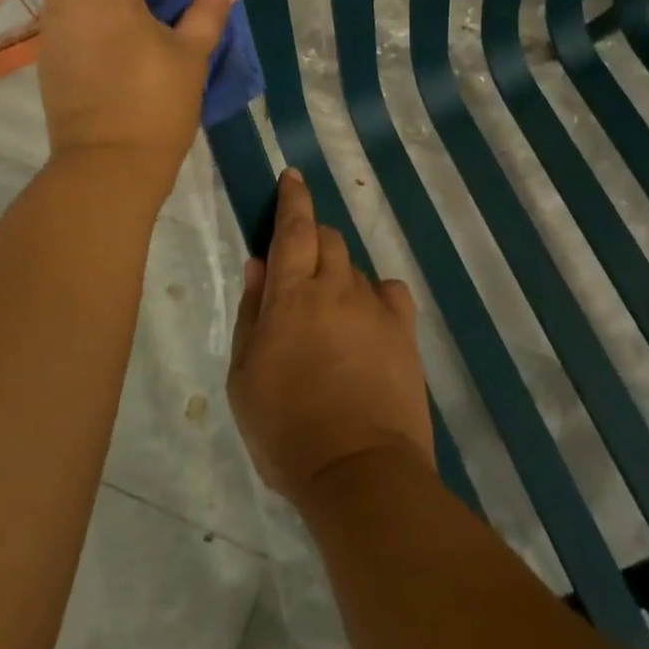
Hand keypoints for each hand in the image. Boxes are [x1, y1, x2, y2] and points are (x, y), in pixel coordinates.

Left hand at [35, 0, 237, 188]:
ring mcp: (51, 30)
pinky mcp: (47, 57)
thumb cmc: (154, 107)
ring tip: (126, 6)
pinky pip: (59, 13)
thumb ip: (208, 12)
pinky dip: (82, 9)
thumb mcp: (191, 57)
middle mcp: (67, 1)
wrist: (108, 167)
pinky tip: (114, 40)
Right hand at [227, 171, 434, 508]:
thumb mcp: (244, 376)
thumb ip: (250, 313)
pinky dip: (374, 295)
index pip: (292, 228)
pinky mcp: (404, 332)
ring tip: (329, 315)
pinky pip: (389, 293)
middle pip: (328, 238)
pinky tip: (366, 319)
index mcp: (291, 295)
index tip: (293, 176)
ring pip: (355, 267)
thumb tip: (258, 265)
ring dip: (338, 274)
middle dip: (312, 237)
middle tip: (299, 266)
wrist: (359, 472)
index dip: (292, 198)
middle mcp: (336, 288)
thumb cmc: (286, 429)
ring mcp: (375, 308)